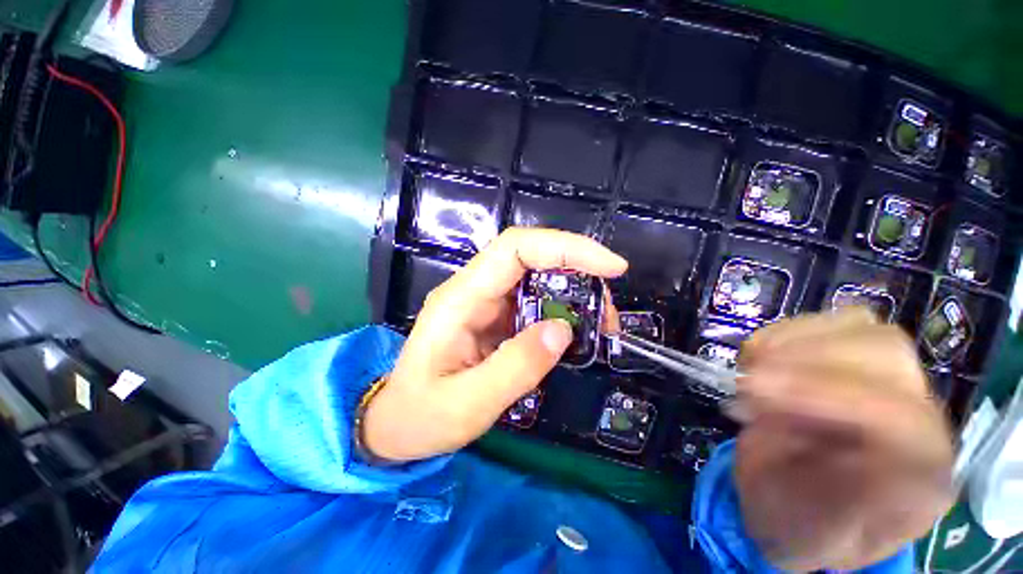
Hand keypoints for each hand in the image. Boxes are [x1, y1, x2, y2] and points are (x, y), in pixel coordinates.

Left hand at [363, 228, 627, 461]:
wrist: (397, 423)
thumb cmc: (422, 416)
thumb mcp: (468, 404)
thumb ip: (516, 367)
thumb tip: (563, 329)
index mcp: (460, 299)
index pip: (515, 249)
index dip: (566, 248)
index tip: (611, 267)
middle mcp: (473, 289)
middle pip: (531, 256)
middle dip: (578, 271)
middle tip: (609, 311)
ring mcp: (485, 302)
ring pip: (537, 277)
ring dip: (574, 293)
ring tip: (600, 325)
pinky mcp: (495, 317)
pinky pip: (534, 301)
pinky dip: (562, 310)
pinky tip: (576, 333)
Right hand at [733, 308, 954, 570]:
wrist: (799, 508)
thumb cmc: (802, 526)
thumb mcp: (807, 532)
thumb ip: (832, 499)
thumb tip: (842, 448)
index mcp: (921, 477)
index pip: (898, 417)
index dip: (823, 394)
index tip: (751, 390)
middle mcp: (920, 419)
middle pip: (886, 355)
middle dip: (806, 360)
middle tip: (745, 380)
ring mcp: (893, 383)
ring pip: (861, 329)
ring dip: (791, 342)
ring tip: (748, 367)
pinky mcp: (859, 360)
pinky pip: (832, 322)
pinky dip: (785, 332)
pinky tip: (758, 356)